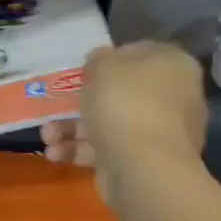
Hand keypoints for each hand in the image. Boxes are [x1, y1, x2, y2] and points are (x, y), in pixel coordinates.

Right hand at [42, 42, 208, 198]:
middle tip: (55, 109)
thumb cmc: (125, 104)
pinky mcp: (144, 160)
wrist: (142, 165)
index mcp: (172, 65)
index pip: (138, 54)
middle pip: (120, 93)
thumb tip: (101, 61)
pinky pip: (108, 148)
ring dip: (73, 130)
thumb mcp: (104, 67)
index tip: (82, 73)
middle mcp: (173, 96)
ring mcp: (160, 131)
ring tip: (47, 138)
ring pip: (109, 123)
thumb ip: (99, 59)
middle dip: (81, 103)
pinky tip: (56, 154)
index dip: (107, 61)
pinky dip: (81, 151)